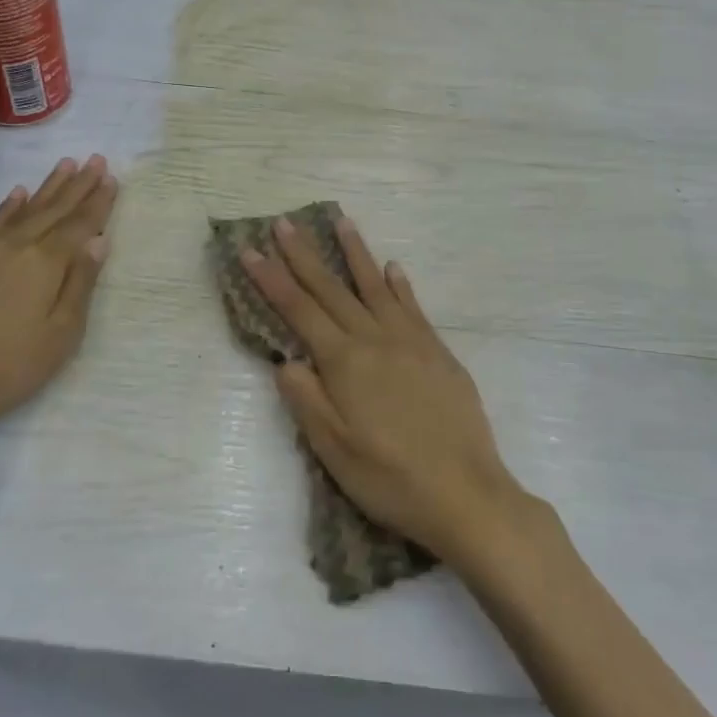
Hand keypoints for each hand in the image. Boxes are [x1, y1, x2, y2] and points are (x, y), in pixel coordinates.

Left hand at [0, 155, 117, 445]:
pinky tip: (16, 194)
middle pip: (53, 209)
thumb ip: (80, 283)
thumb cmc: (8, 368)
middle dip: (78, 184)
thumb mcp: (60, 335)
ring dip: (47, 187)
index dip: (98, 201)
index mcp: (45, 262)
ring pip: (22, 210)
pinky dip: (7, 206)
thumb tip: (98, 241)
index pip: (80, 224)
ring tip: (65, 165)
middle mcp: (15, 246)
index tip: (112, 177)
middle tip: (96, 159)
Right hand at [240, 213, 525, 561]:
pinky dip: (399, 285)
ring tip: (341, 222)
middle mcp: (376, 340)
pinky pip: (413, 307)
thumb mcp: (333, 449)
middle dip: (304, 255)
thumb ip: (306, 399)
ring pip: (375, 287)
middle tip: (284, 223)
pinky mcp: (439, 353)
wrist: (466, 494)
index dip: (271, 279)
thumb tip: (285, 359)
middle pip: (332, 290)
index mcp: (345, 362)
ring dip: (355, 253)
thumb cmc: (391, 478)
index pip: (299, 310)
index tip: (250, 250)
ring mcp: (411, 342)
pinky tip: (393, 269)